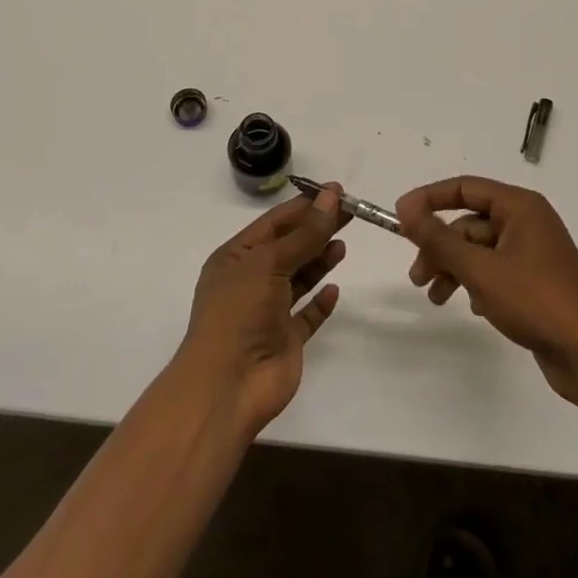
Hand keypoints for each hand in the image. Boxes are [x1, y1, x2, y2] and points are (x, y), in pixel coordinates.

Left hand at [176, 184, 347, 437]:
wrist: (227, 385)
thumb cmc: (239, 312)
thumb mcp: (269, 263)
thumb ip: (304, 233)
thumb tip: (331, 196)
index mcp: (235, 258)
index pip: (273, 223)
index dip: (304, 206)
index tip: (335, 191)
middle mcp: (250, 281)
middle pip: (290, 247)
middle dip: (317, 229)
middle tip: (350, 212)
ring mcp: (268, 312)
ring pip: (299, 279)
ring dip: (319, 260)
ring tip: (342, 245)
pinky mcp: (285, 340)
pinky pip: (307, 315)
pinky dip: (321, 302)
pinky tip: (335, 289)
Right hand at [398, 176, 577, 404]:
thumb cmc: (536, 301)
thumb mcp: (479, 269)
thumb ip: (439, 239)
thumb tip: (406, 209)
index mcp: (520, 206)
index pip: (464, 187)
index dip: (429, 199)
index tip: (399, 217)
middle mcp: (528, 222)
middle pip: (470, 223)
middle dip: (440, 247)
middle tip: (416, 276)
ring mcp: (534, 253)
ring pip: (480, 250)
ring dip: (454, 269)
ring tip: (434, 297)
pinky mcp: (537, 281)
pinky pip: (496, 271)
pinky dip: (476, 283)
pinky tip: (471, 306)